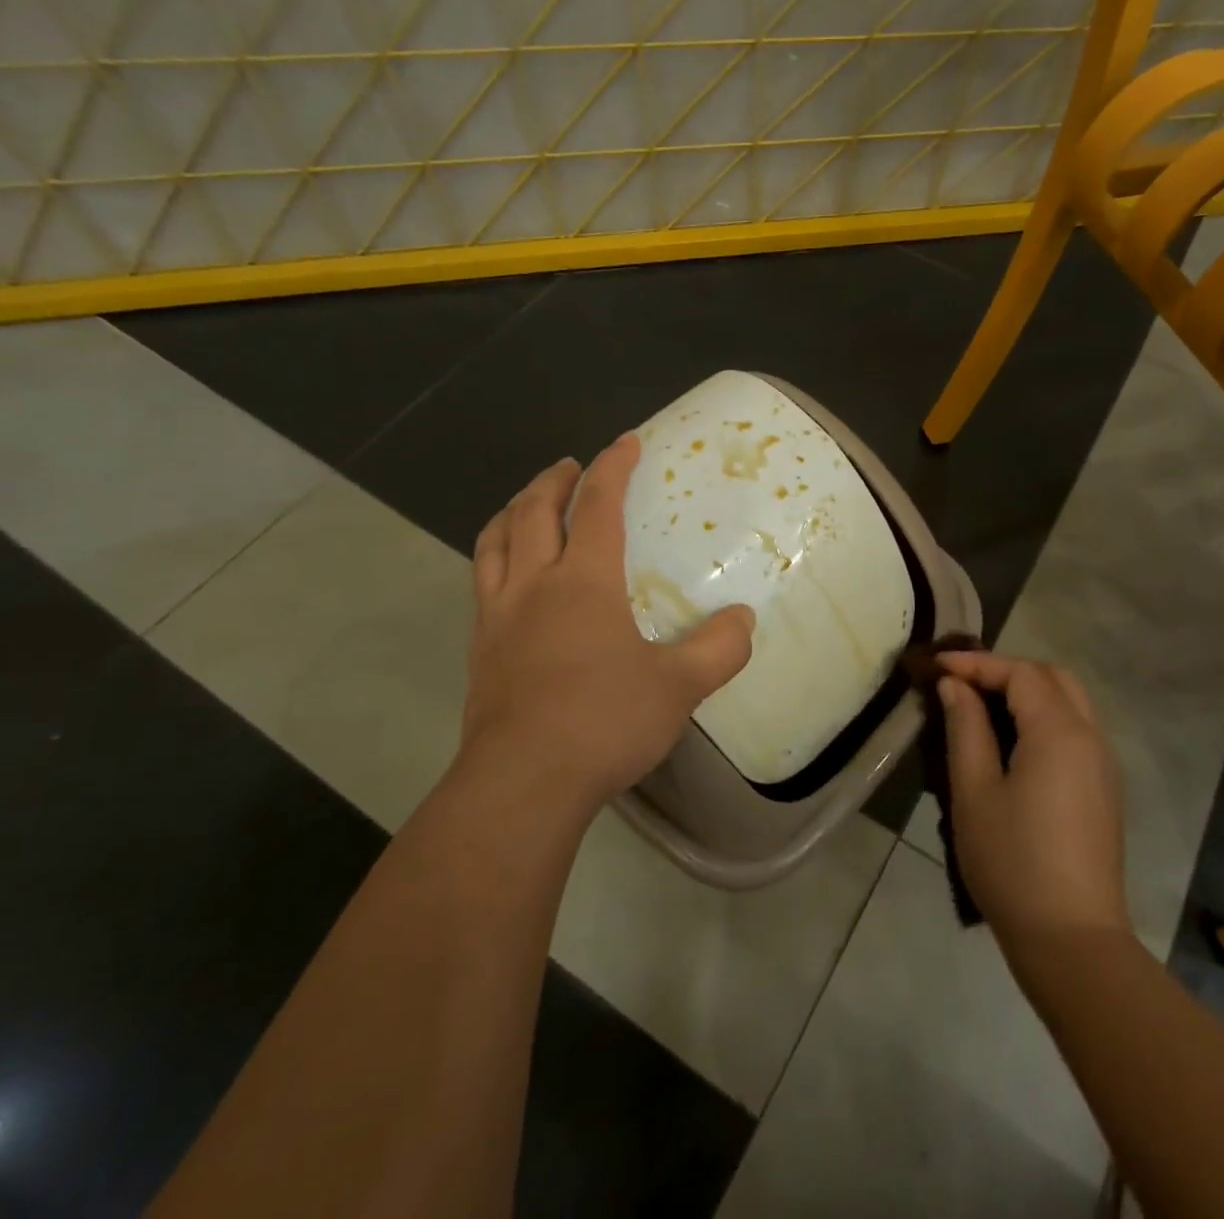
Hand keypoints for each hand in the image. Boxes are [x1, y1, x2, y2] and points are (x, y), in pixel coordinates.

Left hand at [459, 434, 755, 818]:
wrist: (522, 782)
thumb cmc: (603, 721)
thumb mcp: (678, 687)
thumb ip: (718, 649)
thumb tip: (744, 621)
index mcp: (583, 582)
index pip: (598, 506)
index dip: (613, 467)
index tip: (626, 442)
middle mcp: (534, 585)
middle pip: (533, 512)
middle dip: (554, 480)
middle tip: (570, 467)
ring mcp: (498, 617)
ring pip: (494, 542)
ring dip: (512, 511)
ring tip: (527, 504)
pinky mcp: (480, 650)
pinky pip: (482, 583)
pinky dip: (495, 558)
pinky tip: (508, 577)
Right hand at [936, 651, 1128, 960]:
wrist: (1072, 940)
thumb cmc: (1012, 862)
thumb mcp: (973, 791)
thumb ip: (965, 728)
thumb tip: (955, 686)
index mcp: (1060, 733)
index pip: (1020, 673)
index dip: (977, 663)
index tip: (936, 666)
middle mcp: (1091, 738)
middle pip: (1053, 677)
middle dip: (1007, 669)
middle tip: (963, 681)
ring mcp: (1103, 764)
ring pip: (1069, 701)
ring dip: (1027, 691)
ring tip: (981, 704)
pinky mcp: (1104, 789)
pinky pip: (1076, 729)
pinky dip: (1043, 715)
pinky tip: (1011, 738)